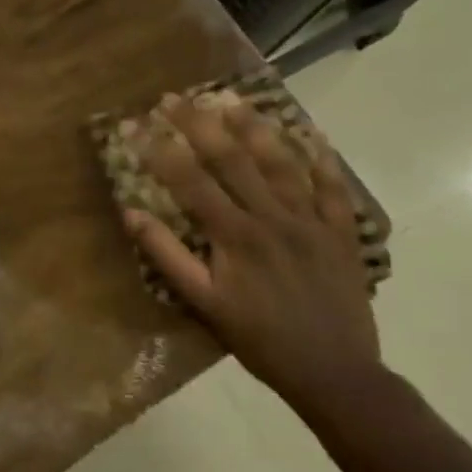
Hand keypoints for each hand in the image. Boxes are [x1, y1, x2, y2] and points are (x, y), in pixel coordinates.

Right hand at [121, 90, 381, 415]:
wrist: (336, 374)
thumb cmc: (261, 340)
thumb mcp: (205, 305)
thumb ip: (168, 256)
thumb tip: (131, 213)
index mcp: (235, 235)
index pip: (189, 180)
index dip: (159, 149)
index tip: (134, 123)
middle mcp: (272, 217)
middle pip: (232, 159)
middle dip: (199, 124)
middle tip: (174, 96)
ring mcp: (311, 221)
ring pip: (280, 163)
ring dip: (254, 127)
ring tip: (232, 98)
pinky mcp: (341, 233)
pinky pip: (332, 188)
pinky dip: (322, 159)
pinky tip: (311, 133)